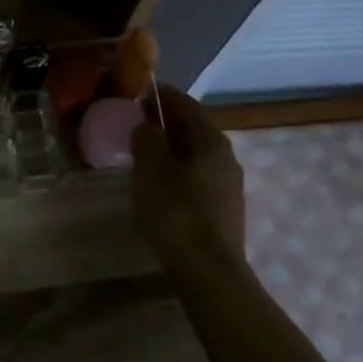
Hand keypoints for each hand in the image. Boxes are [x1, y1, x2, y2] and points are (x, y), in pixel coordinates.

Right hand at [131, 84, 247, 269]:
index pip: (186, 105)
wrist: (208, 270)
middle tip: (134, 122)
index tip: (138, 91)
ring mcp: (228, 184)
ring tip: (141, 152)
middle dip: (165, 122)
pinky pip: (195, 176)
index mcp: (211, 140)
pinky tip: (158, 182)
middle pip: (193, 129)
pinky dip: (176, 170)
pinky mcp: (222, 208)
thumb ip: (147, 139)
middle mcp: (226, 157)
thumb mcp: (151, 169)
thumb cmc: (176, 212)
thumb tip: (146, 124)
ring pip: (194, 154)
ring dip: (170, 148)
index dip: (161, 96)